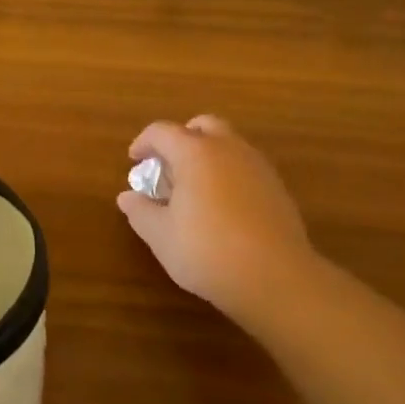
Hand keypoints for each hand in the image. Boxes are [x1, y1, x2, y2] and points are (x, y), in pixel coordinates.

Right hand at [116, 115, 315, 325]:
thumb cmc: (207, 251)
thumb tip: (127, 197)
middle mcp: (229, 149)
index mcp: (195, 153)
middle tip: (167, 166)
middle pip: (202, 126)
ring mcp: (258, 166)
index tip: (134, 161)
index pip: (162, 132)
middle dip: (181, 139)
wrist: (275, 278)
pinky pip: (246, 166)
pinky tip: (221, 206)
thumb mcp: (161, 236)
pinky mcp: (277, 188)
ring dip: (207, 155)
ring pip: (229, 144)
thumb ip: (140, 211)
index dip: (143, 143)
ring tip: (193, 188)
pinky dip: (228, 173)